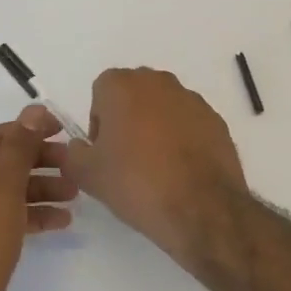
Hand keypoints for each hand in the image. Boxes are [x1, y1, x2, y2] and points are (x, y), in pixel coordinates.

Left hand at [0, 105, 77, 290]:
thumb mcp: (4, 184)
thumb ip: (22, 145)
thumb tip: (34, 109)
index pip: (1, 135)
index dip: (33, 131)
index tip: (66, 131)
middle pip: (7, 162)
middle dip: (42, 162)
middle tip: (76, 166)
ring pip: (12, 190)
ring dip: (43, 188)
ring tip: (76, 194)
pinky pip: (11, 216)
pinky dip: (34, 214)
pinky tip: (63, 220)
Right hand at [63, 69, 248, 261]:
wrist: (201, 208)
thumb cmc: (136, 183)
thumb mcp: (87, 175)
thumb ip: (73, 153)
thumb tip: (79, 147)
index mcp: (123, 85)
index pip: (101, 91)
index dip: (99, 121)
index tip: (104, 151)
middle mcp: (158, 82)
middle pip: (134, 94)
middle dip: (127, 119)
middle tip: (126, 158)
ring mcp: (192, 99)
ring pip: (163, 107)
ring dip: (156, 127)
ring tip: (157, 168)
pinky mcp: (216, 119)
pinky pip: (189, 123)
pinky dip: (182, 139)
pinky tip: (181, 170)